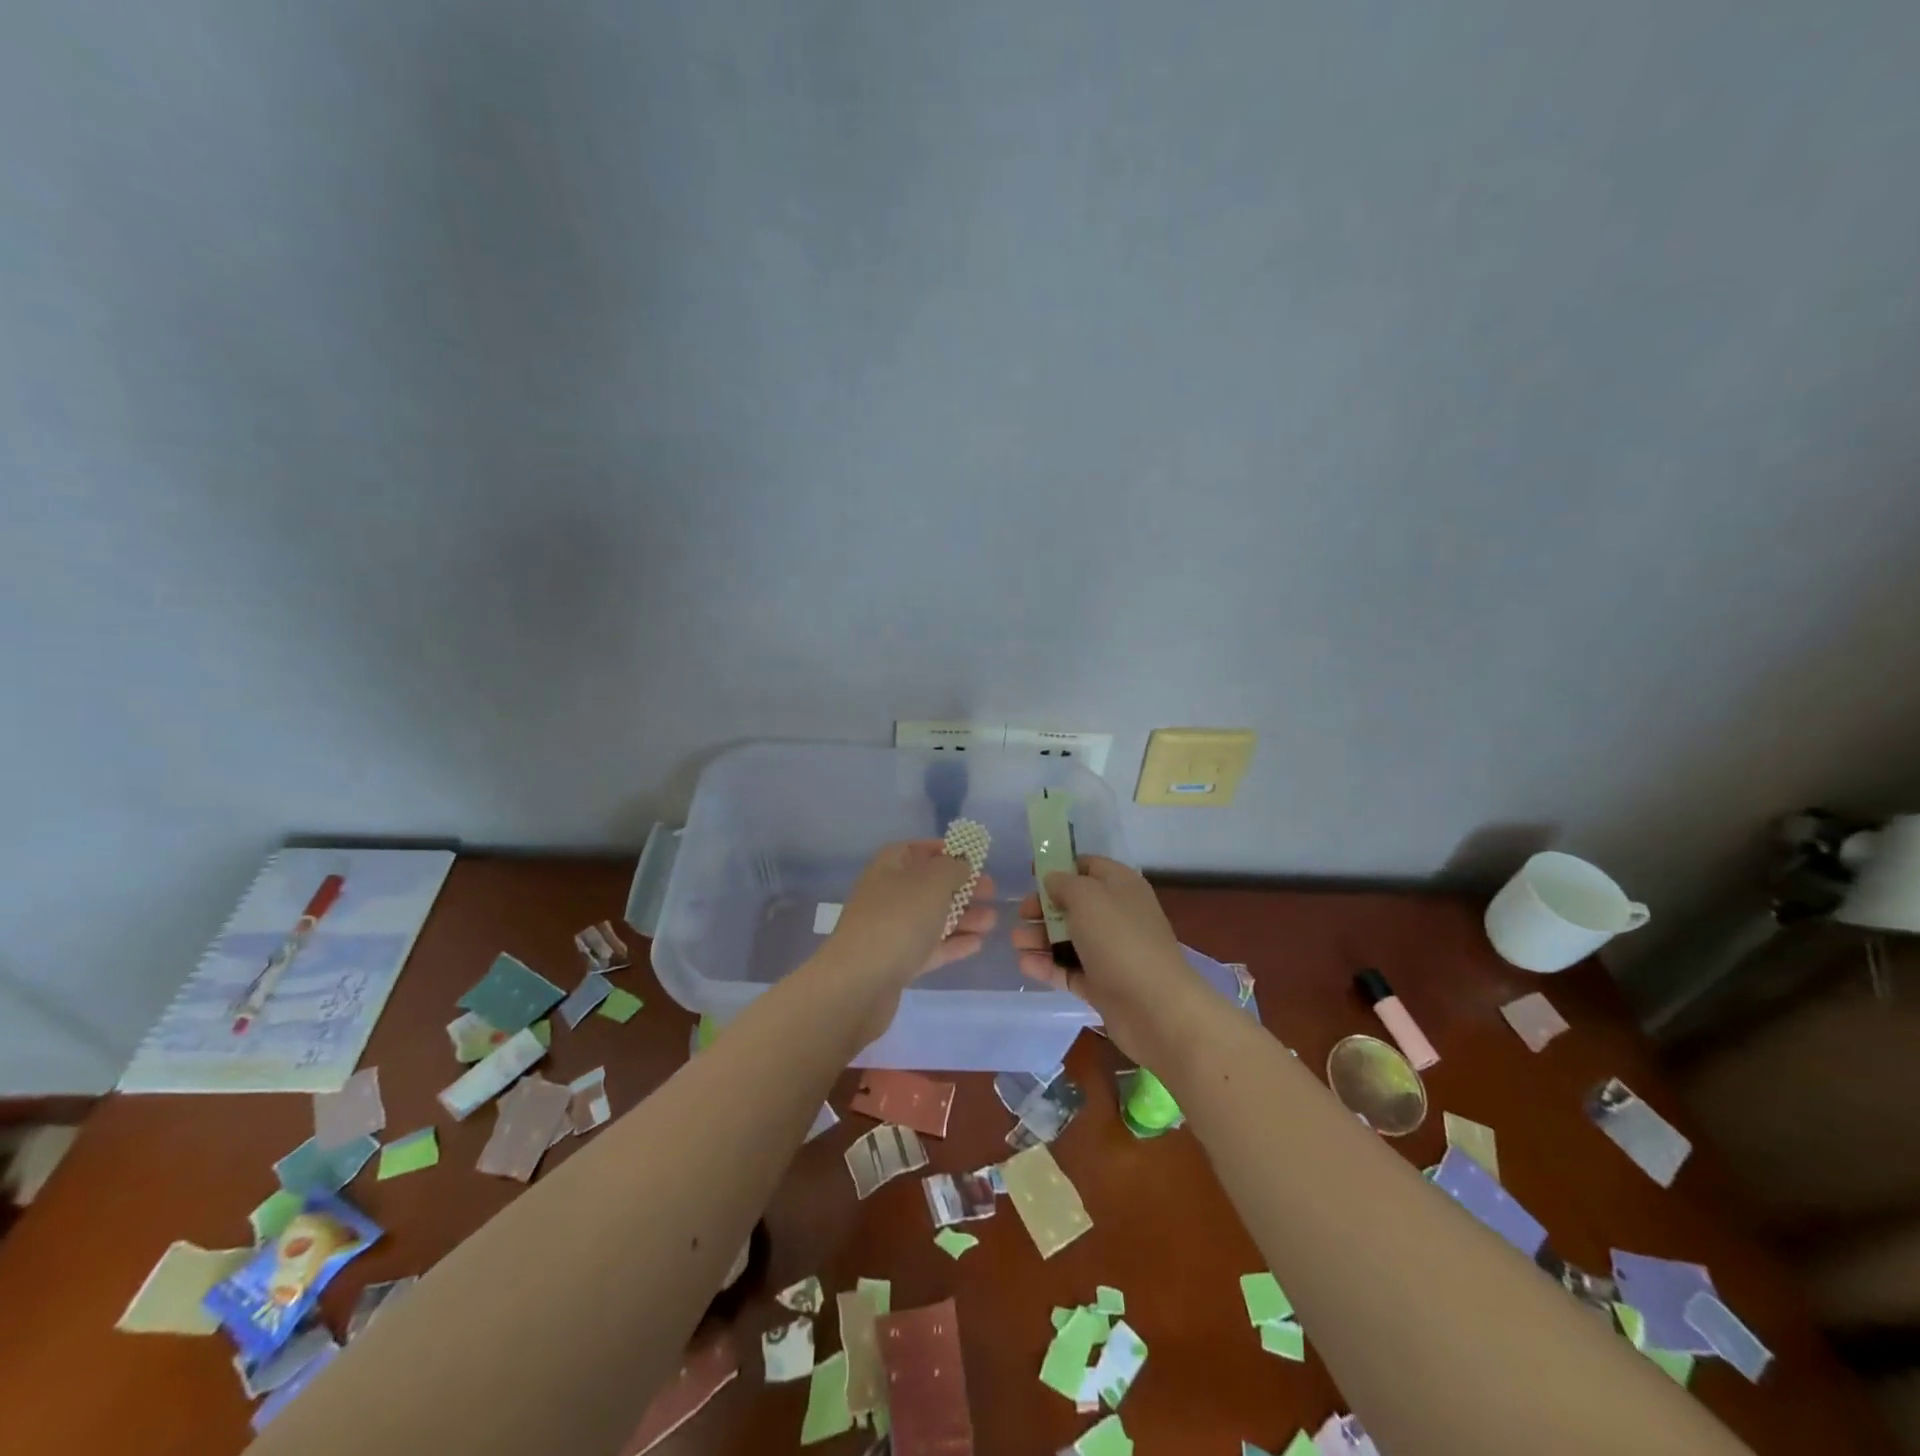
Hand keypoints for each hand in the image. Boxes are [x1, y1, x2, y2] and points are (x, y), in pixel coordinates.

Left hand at [821, 841, 997, 1043]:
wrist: (857, 984)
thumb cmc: (898, 921)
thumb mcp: (932, 883)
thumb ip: (952, 868)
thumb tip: (961, 864)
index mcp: (890, 866)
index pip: (920, 849)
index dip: (948, 851)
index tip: (977, 858)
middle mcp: (888, 893)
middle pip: (930, 885)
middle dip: (963, 888)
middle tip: (993, 893)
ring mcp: (891, 929)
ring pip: (933, 917)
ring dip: (964, 918)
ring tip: (992, 923)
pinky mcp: (896, 961)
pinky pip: (930, 946)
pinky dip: (953, 944)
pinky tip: (978, 944)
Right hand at [1012, 856, 1208, 1063]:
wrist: (1155, 1007)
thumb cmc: (1119, 939)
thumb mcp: (1086, 896)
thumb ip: (1064, 883)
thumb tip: (1053, 881)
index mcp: (1120, 886)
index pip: (1087, 866)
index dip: (1059, 867)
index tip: (1031, 875)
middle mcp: (1116, 915)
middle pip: (1073, 904)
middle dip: (1044, 907)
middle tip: (1021, 914)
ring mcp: (1110, 952)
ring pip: (1069, 938)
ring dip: (1040, 938)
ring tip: (1017, 942)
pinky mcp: (1101, 984)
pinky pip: (1069, 969)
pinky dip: (1047, 966)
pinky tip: (1025, 965)